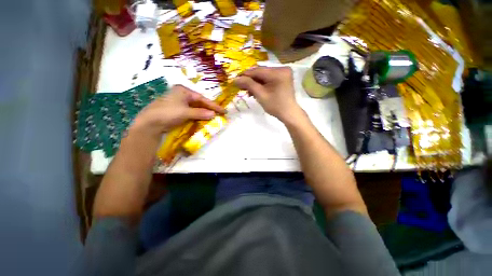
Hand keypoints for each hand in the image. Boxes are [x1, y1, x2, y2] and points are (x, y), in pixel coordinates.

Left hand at [131, 85, 224, 137]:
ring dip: (204, 112)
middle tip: (219, 113)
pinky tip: (203, 119)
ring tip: (213, 116)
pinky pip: (191, 112)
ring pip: (195, 107)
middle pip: (199, 102)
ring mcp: (179, 102)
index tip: (223, 111)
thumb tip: (214, 114)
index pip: (202, 99)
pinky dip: (198, 115)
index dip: (213, 105)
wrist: (149, 123)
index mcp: (183, 91)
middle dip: (209, 108)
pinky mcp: (177, 110)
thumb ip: (200, 113)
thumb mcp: (185, 112)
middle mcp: (182, 95)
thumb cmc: (167, 113)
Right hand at [234, 66, 302, 122]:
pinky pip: (269, 78)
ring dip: (255, 82)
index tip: (235, 79)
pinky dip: (262, 83)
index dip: (245, 75)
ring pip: (264, 75)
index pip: (258, 71)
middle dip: (250, 80)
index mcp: (278, 72)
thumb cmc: (275, 106)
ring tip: (248, 91)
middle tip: (241, 86)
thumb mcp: (260, 95)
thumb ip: (248, 85)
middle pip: (261, 72)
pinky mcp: (283, 77)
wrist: (288, 113)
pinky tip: (256, 90)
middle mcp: (282, 69)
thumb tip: (235, 79)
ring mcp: (283, 72)